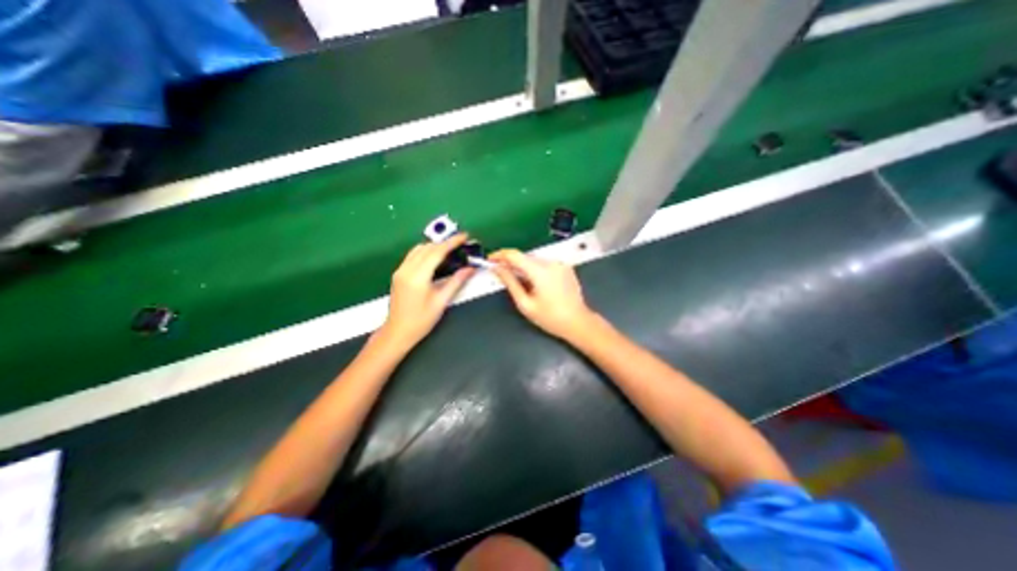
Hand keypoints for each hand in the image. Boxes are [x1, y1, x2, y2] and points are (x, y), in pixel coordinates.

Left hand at [380, 234, 477, 349]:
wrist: (398, 332)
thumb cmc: (421, 321)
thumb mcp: (441, 301)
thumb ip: (456, 282)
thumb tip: (469, 269)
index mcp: (418, 277)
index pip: (437, 251)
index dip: (452, 242)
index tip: (464, 236)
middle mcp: (406, 270)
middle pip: (427, 247)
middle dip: (444, 242)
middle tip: (460, 244)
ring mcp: (400, 271)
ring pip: (418, 249)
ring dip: (434, 246)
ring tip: (450, 249)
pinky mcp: (398, 274)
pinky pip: (413, 255)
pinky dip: (425, 252)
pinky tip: (435, 257)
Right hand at [485, 247, 598, 338]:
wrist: (578, 322)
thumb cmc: (550, 317)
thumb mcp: (525, 304)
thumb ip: (510, 283)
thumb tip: (497, 269)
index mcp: (540, 271)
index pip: (515, 255)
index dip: (500, 255)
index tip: (490, 260)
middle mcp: (551, 262)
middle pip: (525, 257)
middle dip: (511, 262)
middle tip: (500, 272)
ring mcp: (560, 264)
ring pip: (534, 260)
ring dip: (523, 266)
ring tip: (518, 280)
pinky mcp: (566, 267)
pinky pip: (545, 263)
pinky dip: (535, 269)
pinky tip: (534, 282)